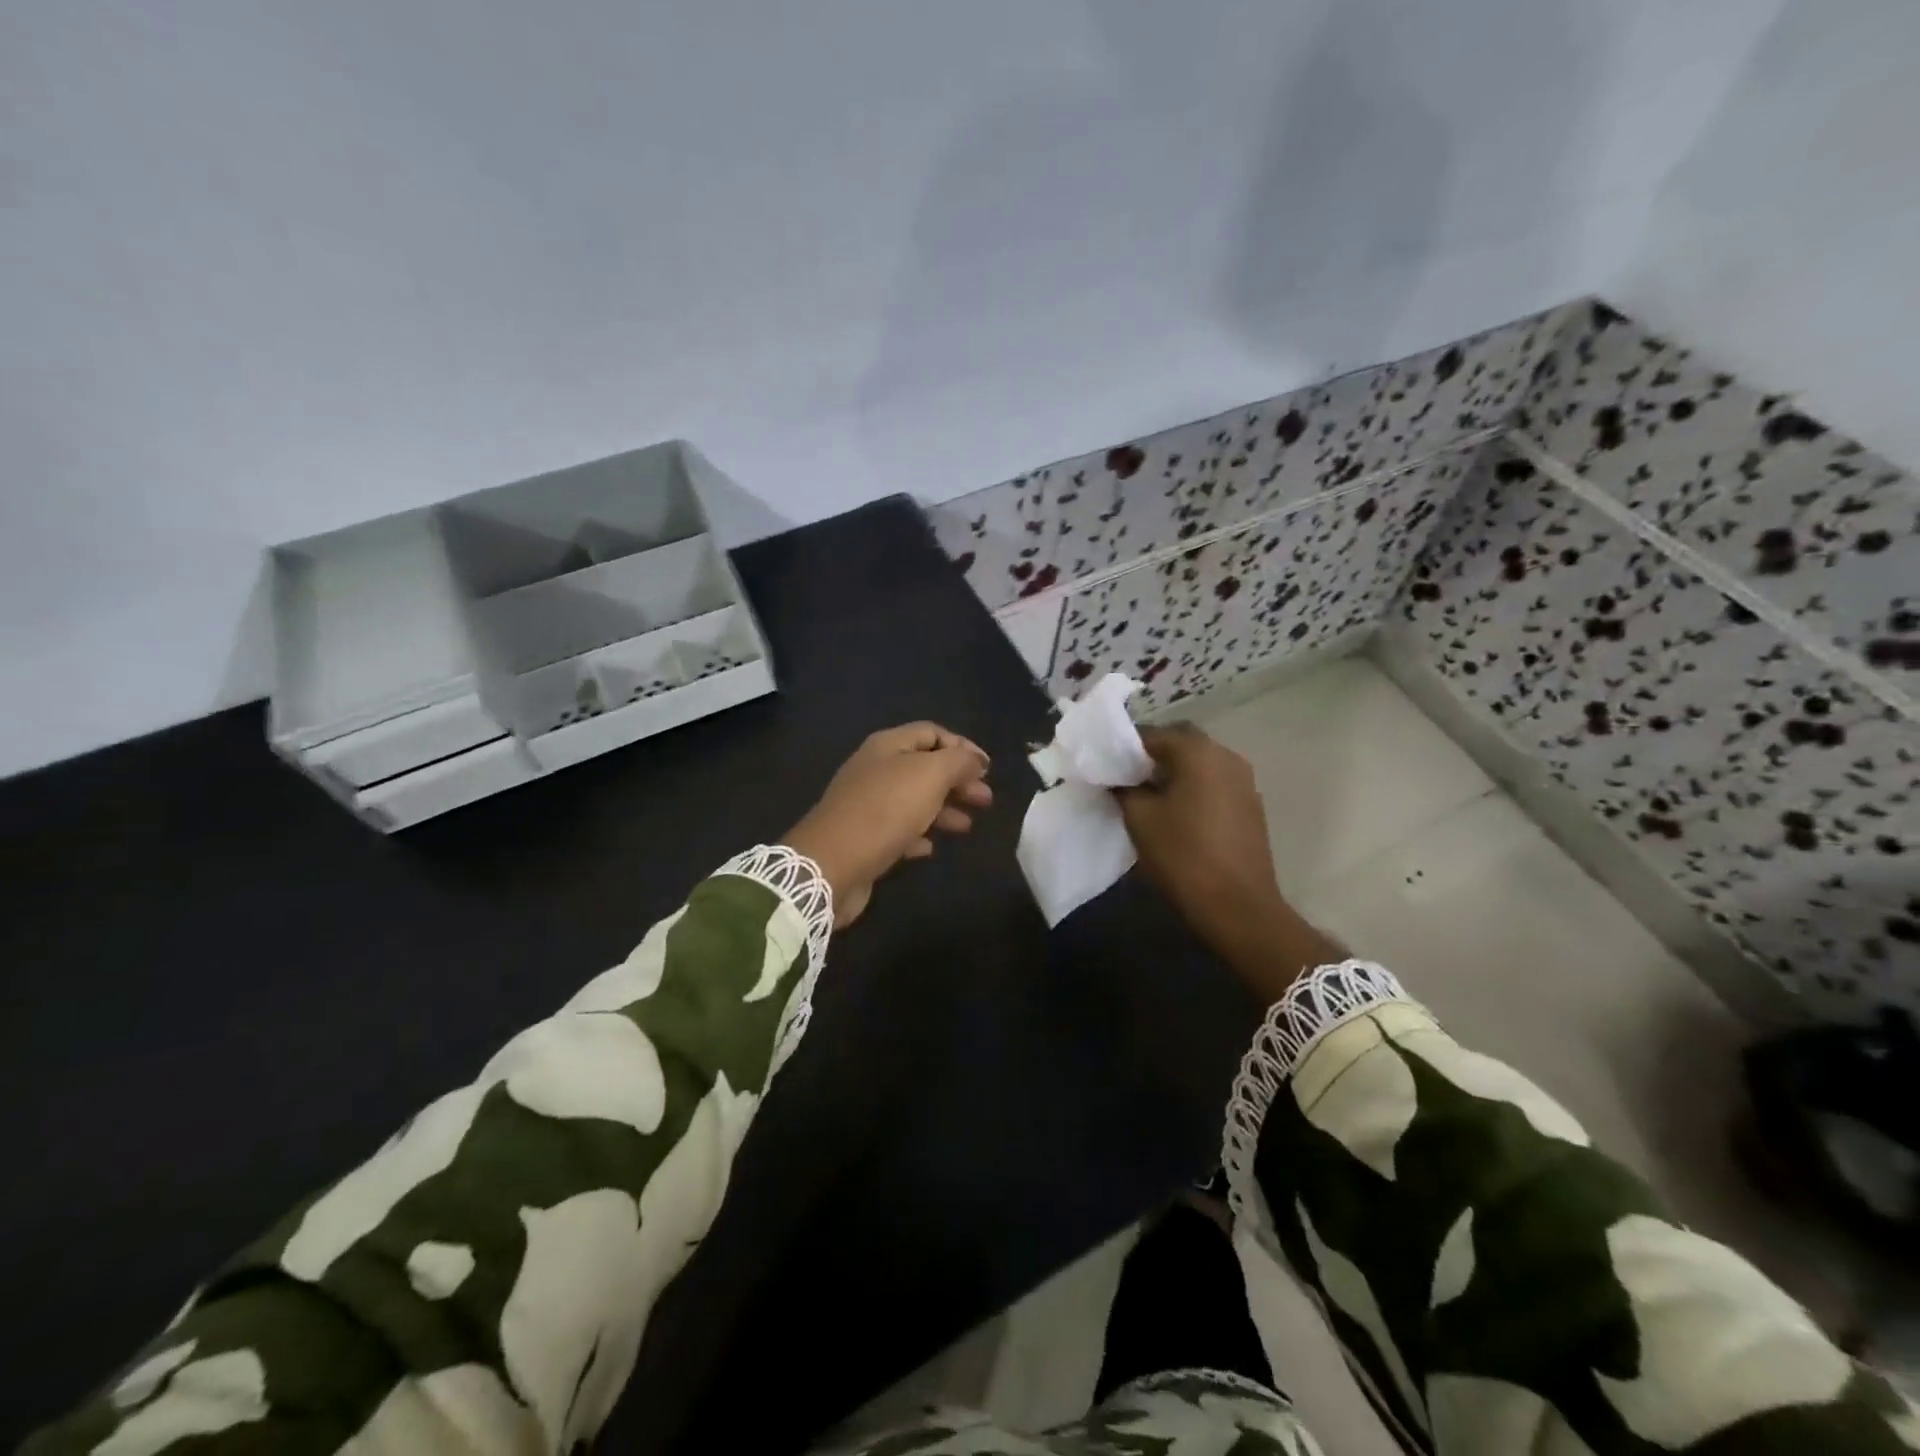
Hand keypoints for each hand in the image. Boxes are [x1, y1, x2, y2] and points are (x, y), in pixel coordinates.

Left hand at [784, 723, 993, 927]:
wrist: (832, 864)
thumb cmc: (885, 810)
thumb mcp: (930, 775)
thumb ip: (958, 762)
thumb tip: (975, 760)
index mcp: (888, 746)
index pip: (931, 733)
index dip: (962, 746)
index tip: (988, 769)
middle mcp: (875, 769)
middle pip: (924, 767)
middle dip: (957, 780)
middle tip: (985, 800)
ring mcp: (867, 804)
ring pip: (914, 799)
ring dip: (944, 809)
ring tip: (967, 826)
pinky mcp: (864, 838)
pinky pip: (899, 830)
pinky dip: (919, 834)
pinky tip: (932, 847)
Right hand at [1116, 725, 1342, 997]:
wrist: (1238, 907)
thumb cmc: (1183, 856)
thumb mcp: (1140, 819)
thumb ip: (1125, 789)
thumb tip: (1120, 779)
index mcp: (1199, 752)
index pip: (1153, 734)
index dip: (1125, 748)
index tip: (1106, 765)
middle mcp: (1227, 756)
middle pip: (1180, 744)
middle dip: (1151, 758)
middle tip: (1125, 779)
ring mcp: (1244, 781)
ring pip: (1200, 764)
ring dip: (1174, 773)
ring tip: (1148, 797)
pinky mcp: (1251, 806)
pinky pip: (1215, 784)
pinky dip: (1193, 789)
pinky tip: (1176, 813)